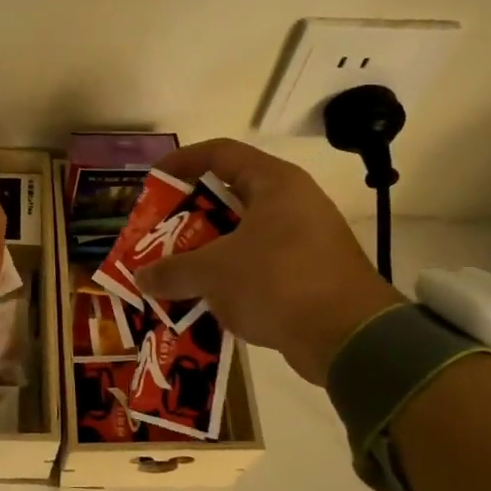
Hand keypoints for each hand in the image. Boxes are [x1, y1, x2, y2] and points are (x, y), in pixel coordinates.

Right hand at [135, 138, 402, 385]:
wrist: (349, 337)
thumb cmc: (278, 282)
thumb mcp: (214, 272)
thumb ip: (172, 270)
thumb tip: (141, 277)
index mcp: (274, 184)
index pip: (220, 153)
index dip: (181, 162)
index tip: (151, 183)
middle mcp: (292, 204)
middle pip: (228, 196)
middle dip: (187, 217)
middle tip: (156, 236)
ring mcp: (303, 240)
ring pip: (241, 236)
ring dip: (204, 252)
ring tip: (171, 269)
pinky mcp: (307, 275)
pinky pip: (256, 266)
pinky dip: (227, 277)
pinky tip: (201, 297)